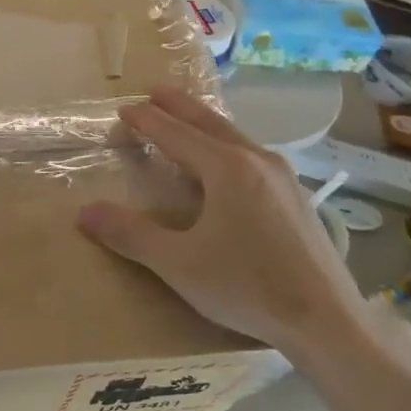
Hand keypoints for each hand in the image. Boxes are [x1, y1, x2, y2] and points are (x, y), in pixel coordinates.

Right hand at [77, 88, 370, 350]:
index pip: (176, 134)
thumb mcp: (178, 263)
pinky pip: (252, 155)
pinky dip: (227, 145)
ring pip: (235, 136)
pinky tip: (228, 163)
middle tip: (154, 91)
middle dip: (179, 106)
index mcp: (226, 168)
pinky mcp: (296, 198)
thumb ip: (131, 234)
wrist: (326, 318)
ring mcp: (283, 178)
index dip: (147, 121)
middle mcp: (257, 161)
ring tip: (187, 119)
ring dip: (205, 123)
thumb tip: (84, 212)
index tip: (123, 109)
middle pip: (210, 123)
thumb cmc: (246, 286)